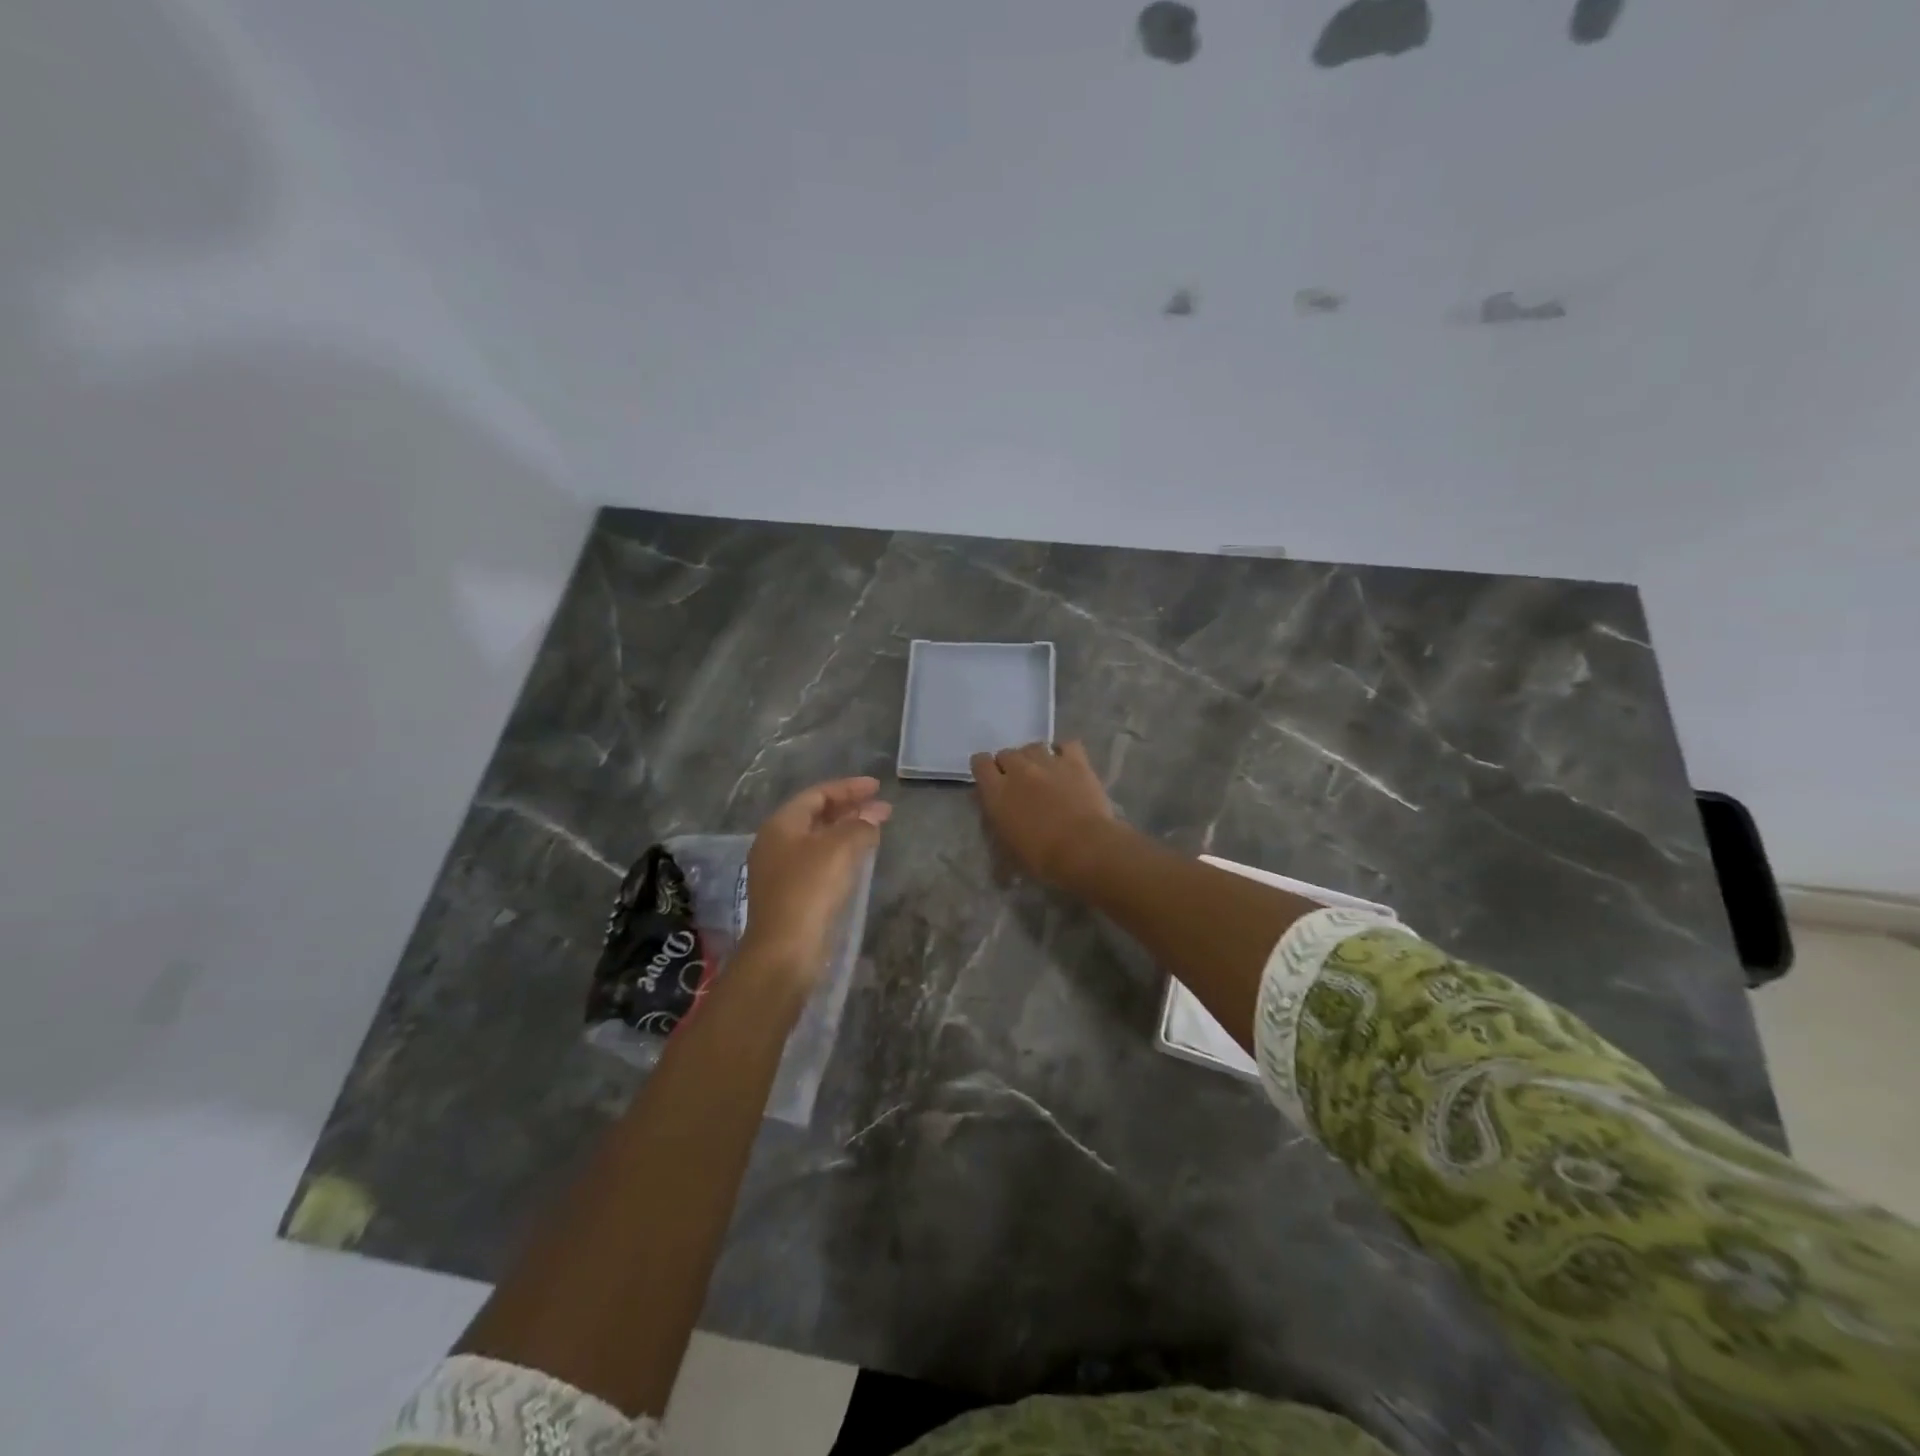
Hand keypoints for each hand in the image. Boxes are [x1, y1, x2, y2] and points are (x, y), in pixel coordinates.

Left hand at [739, 777, 890, 984]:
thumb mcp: (840, 849)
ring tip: (876, 831)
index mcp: (781, 825)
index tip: (877, 787)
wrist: (784, 951)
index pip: (817, 794)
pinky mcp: (790, 895)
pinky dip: (840, 854)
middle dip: (851, 809)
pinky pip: (818, 862)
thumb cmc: (809, 890)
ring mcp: (780, 871)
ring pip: (819, 840)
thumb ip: (860, 826)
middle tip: (882, 809)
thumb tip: (873, 816)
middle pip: (816, 816)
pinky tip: (859, 860)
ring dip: (847, 832)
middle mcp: (776, 844)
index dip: (849, 788)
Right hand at [969, 741, 1117, 890]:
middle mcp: (1019, 769)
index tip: (991, 781)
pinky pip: (1067, 745)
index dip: (985, 769)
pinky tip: (1067, 765)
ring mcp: (1048, 762)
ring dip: (1034, 758)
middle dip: (1010, 766)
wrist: (1083, 849)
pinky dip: (1065, 752)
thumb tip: (993, 808)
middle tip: (1020, 784)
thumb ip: (995, 821)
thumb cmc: (1040, 857)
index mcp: (996, 791)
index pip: (980, 763)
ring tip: (1044, 774)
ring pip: (1034, 746)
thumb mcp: (1005, 847)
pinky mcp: (1076, 762)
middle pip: (1006, 753)